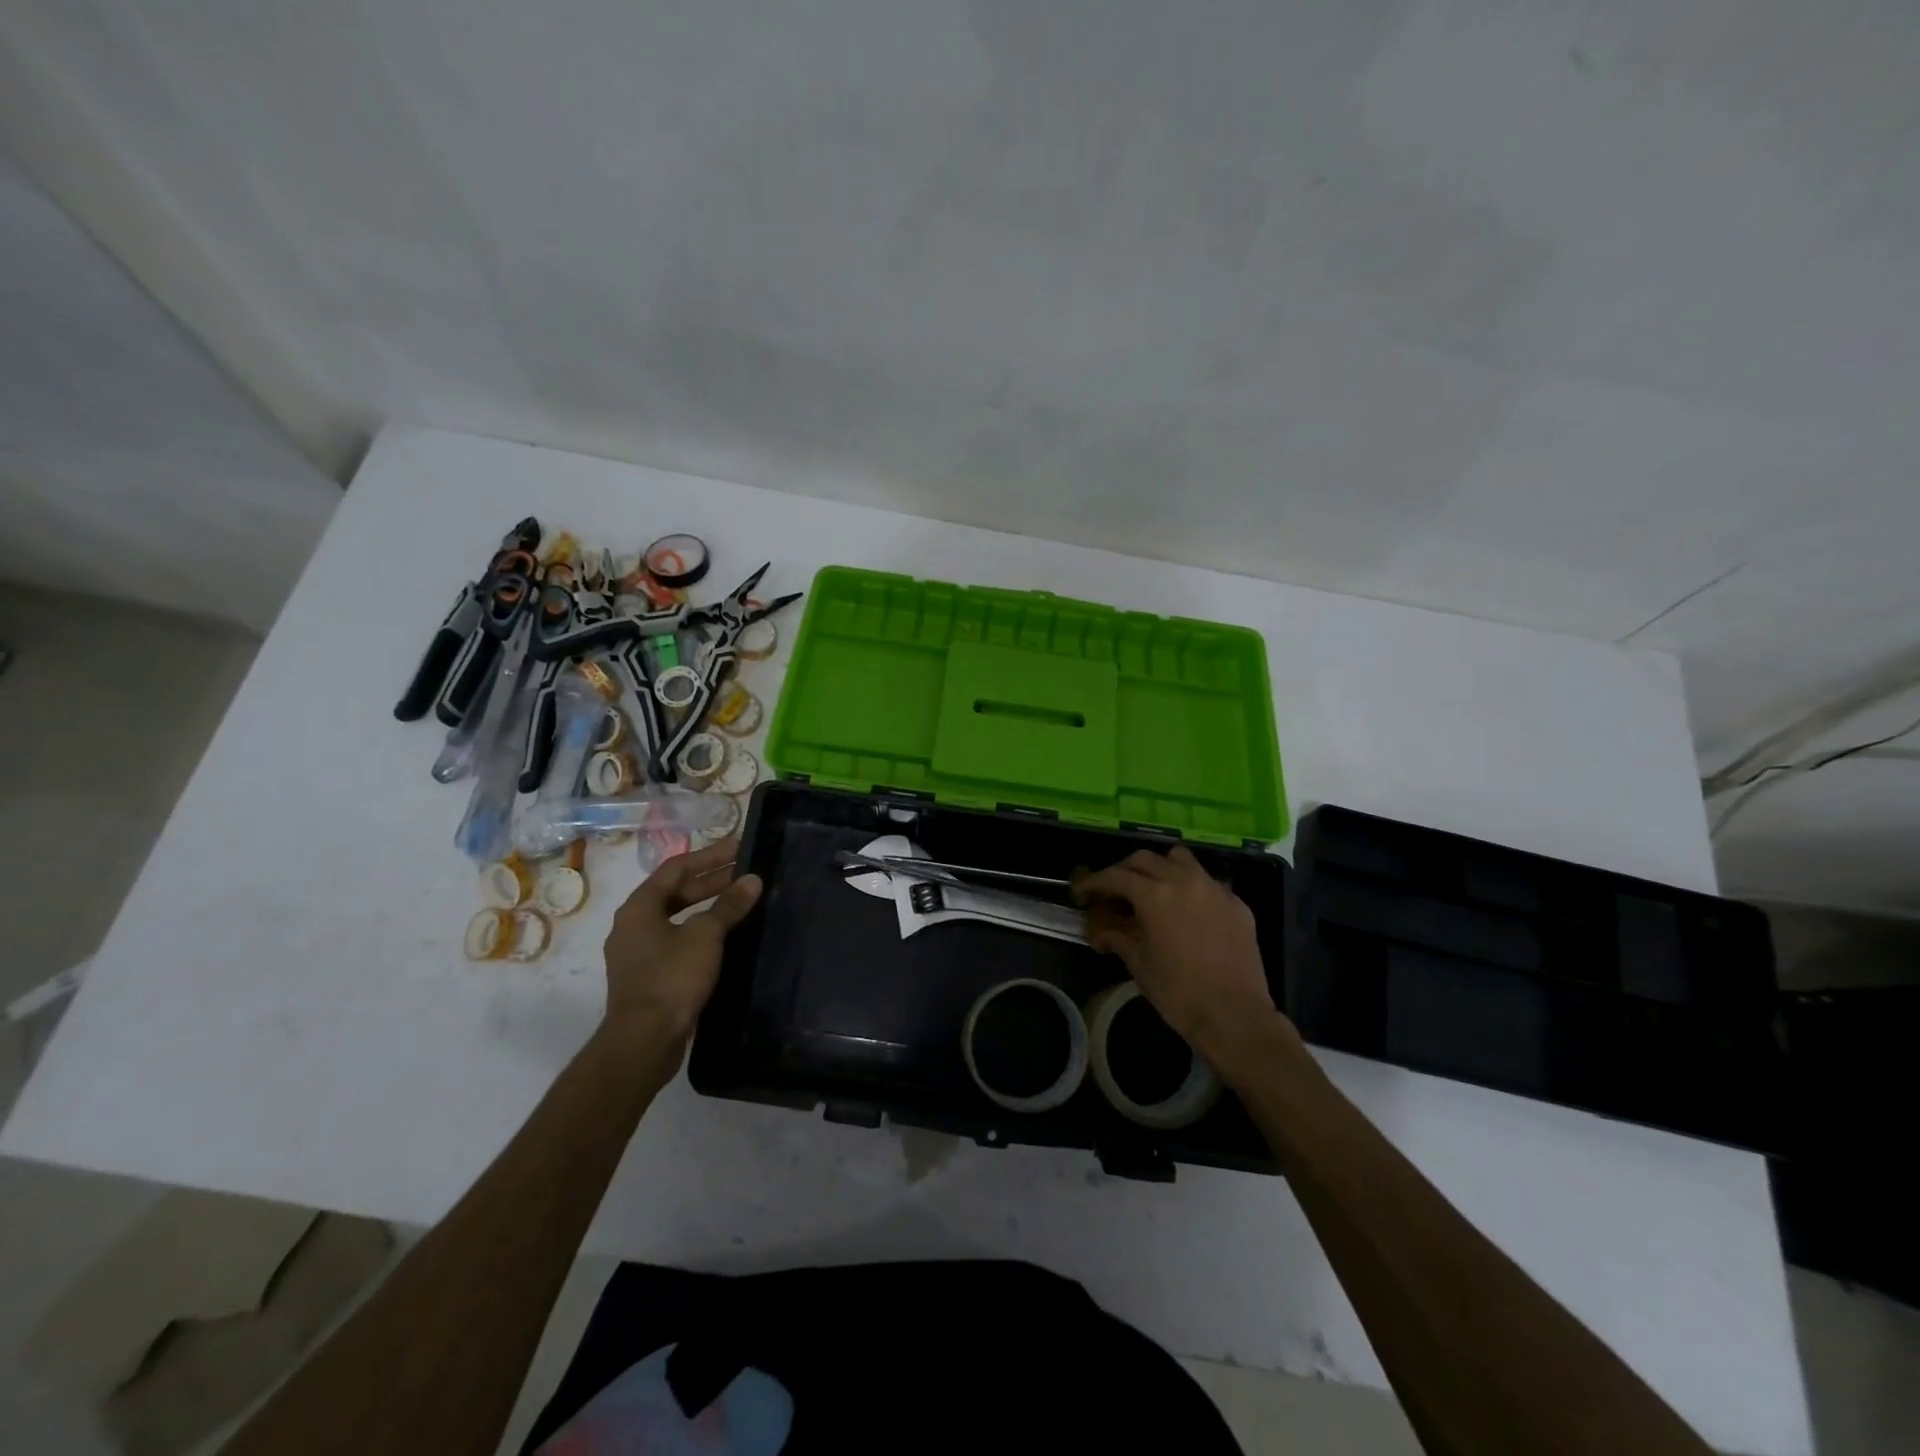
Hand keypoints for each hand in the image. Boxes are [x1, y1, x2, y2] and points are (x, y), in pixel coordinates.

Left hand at [601, 836, 761, 1054]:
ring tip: (741, 900)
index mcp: (640, 906)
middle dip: (712, 880)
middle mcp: (633, 924)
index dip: (710, 855)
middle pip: (675, 891)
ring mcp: (639, 951)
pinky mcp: (649, 975)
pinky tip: (726, 935)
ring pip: (677, 917)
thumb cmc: (671, 978)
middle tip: (746, 872)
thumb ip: (728, 905)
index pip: (677, 867)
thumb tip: (752, 880)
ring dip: (708, 905)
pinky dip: (701, 930)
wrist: (644, 1040)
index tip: (739, 847)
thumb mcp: (705, 936)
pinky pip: (677, 940)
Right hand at [1073, 846, 1279, 1056]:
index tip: (1082, 892)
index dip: (1094, 882)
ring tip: (1152, 889)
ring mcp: (1213, 889)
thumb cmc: (1178, 992)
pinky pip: (1207, 882)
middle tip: (1114, 891)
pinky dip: (1190, 887)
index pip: (1115, 876)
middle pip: (1145, 859)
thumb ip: (1117, 938)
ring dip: (1160, 867)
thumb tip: (1099, 932)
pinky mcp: (1236, 903)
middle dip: (1124, 871)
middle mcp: (1183, 881)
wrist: (1234, 1016)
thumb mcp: (1139, 964)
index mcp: (1154, 895)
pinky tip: (1187, 910)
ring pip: (1180, 859)